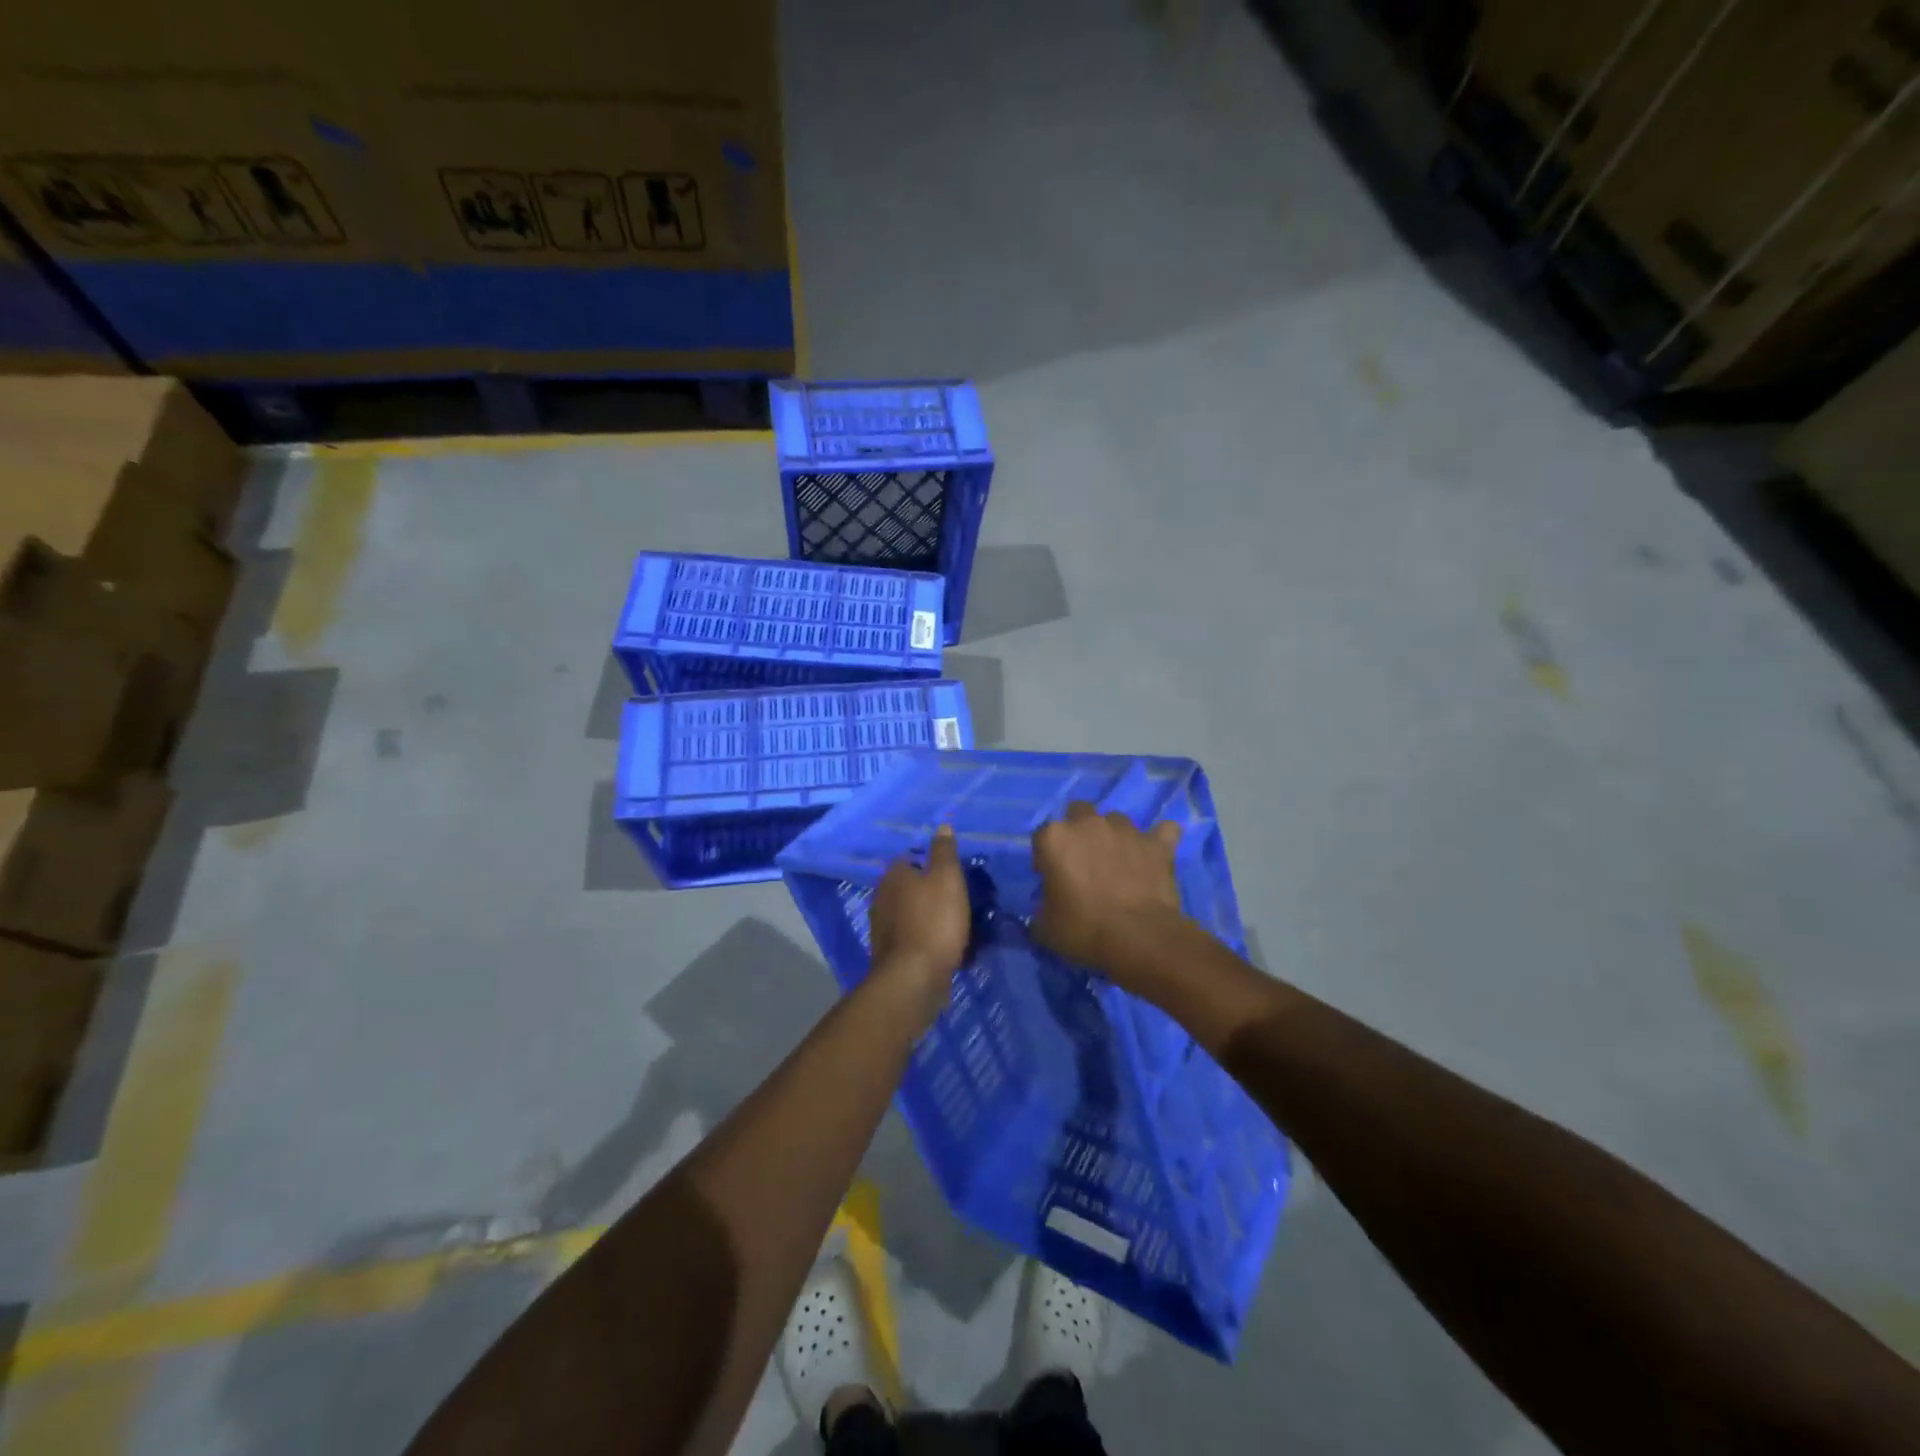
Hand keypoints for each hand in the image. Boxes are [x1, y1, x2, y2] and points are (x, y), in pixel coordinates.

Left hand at [868, 825, 969, 1027]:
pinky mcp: (890, 953)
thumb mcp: (947, 878)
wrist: (914, 977)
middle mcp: (881, 897)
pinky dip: (927, 939)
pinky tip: (945, 947)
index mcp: (893, 875)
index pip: (911, 858)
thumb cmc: (934, 920)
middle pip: (910, 887)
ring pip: (911, 913)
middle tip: (958, 899)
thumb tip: (942, 826)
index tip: (954, 875)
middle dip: (931, 892)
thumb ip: (944, 851)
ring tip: (956, 925)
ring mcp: (882, 927)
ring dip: (930, 917)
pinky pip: (913, 937)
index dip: (933, 865)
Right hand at [1033, 803, 1186, 974]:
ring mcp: (1126, 830)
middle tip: (1084, 863)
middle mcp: (1089, 824)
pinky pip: (1162, 831)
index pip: (1042, 838)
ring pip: (1116, 820)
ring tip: (1119, 863)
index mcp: (1055, 838)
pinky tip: (1157, 852)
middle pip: (1078, 813)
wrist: (1138, 939)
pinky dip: (1158, 839)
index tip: (1053, 880)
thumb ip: (1043, 904)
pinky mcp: (1157, 844)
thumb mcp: (1045, 925)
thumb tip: (1050, 902)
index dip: (1046, 859)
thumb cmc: (1083, 930)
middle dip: (1079, 832)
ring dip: (1114, 836)